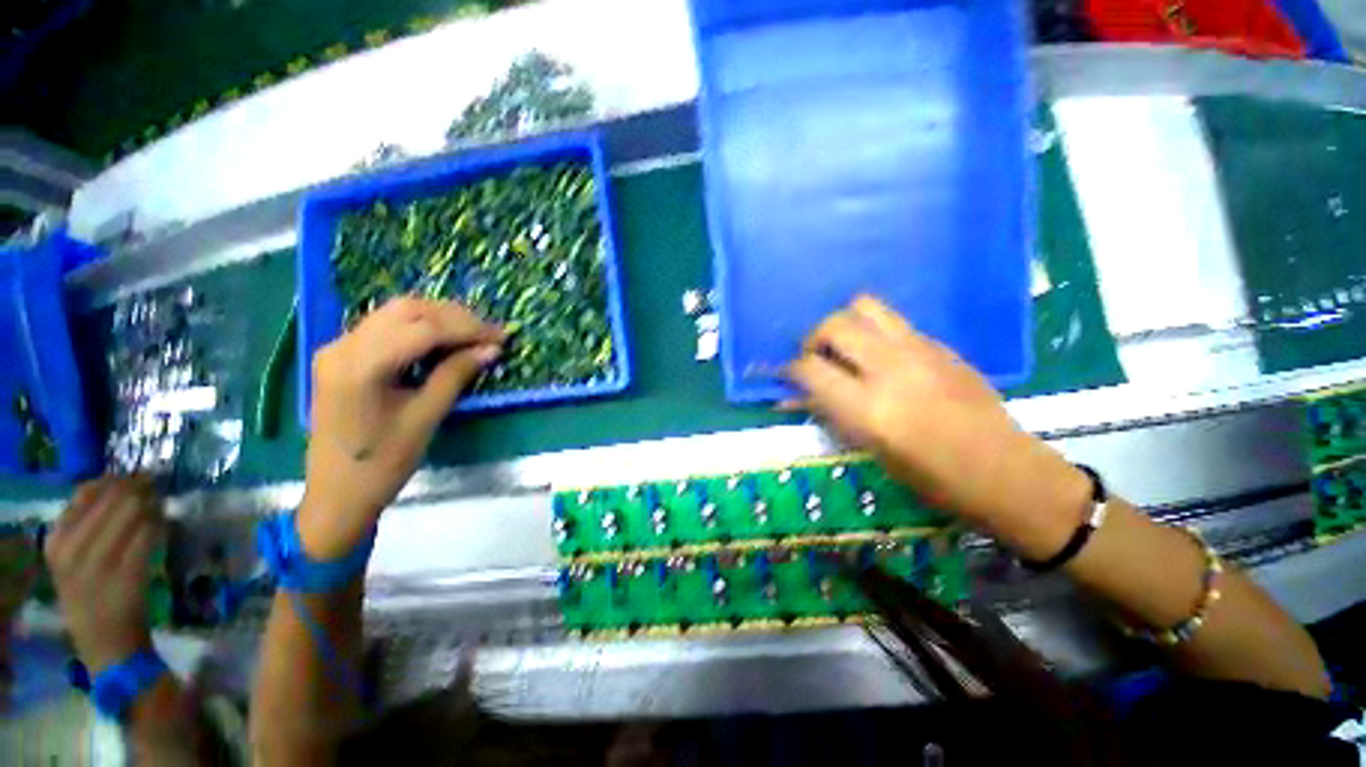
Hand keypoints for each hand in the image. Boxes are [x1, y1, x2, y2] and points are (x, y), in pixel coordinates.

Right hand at [44, 476, 162, 673]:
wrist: (105, 643)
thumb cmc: (90, 597)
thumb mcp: (72, 558)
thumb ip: (85, 523)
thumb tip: (117, 484)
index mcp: (55, 541)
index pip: (86, 491)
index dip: (115, 480)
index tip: (132, 478)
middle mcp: (72, 548)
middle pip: (114, 497)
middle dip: (139, 485)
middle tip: (155, 483)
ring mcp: (100, 561)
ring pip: (133, 511)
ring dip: (153, 500)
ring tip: (161, 501)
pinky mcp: (129, 572)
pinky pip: (149, 533)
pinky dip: (160, 522)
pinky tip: (164, 522)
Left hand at [300, 297, 503, 558]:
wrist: (336, 493)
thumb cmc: (383, 463)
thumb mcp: (426, 417)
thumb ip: (456, 375)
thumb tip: (491, 349)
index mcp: (361, 366)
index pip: (423, 329)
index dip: (468, 328)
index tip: (501, 337)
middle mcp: (343, 346)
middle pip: (406, 310)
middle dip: (454, 317)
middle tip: (489, 334)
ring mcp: (337, 348)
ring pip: (396, 313)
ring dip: (438, 318)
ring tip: (472, 334)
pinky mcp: (341, 355)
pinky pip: (385, 326)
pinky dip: (420, 327)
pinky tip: (443, 340)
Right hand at [783, 296, 1089, 557]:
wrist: (1003, 470)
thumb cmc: (929, 477)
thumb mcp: (869, 450)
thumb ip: (829, 414)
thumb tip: (790, 397)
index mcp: (869, 408)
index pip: (809, 368)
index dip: (790, 369)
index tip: (787, 376)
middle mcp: (890, 368)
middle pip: (834, 324)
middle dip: (814, 338)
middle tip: (816, 358)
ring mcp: (919, 350)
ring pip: (864, 306)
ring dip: (844, 323)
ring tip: (846, 346)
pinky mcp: (939, 344)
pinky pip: (894, 321)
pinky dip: (874, 331)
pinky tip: (880, 355)